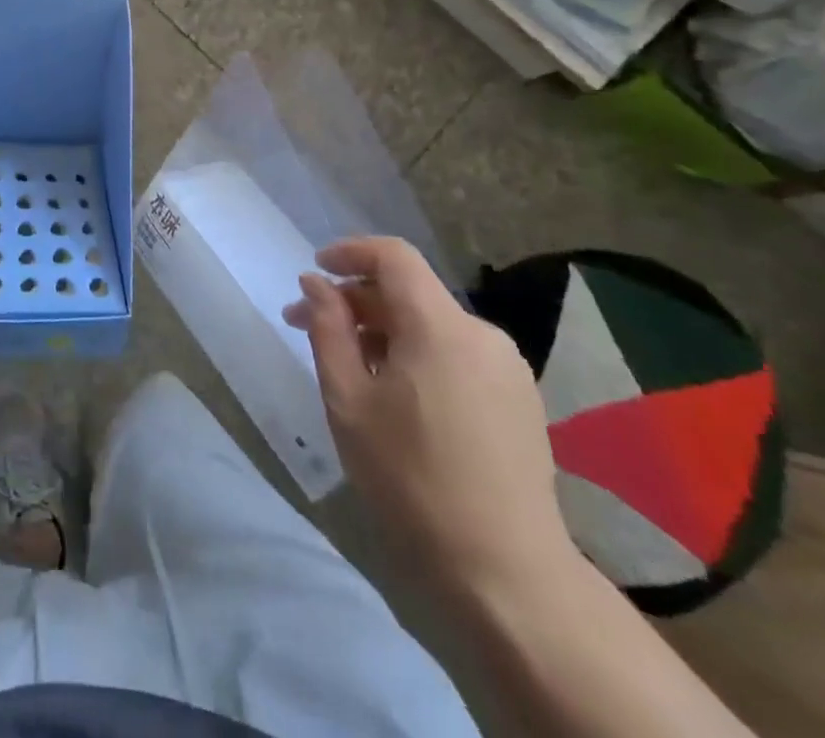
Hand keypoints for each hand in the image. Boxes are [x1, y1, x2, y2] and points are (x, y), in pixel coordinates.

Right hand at [284, 237, 577, 600]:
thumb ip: (328, 329)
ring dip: (383, 330)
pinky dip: (416, 353)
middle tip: (306, 327)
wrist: (506, 572)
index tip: (314, 270)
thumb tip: (315, 283)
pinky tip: (393, 394)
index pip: (393, 256)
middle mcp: (481, 334)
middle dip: (354, 301)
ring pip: (431, 324)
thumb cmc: (410, 477)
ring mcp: (506, 368)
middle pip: (409, 292)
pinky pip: (455, 352)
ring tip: (347, 366)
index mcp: (439, 326)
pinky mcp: (518, 399)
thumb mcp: (348, 398)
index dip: (349, 252)